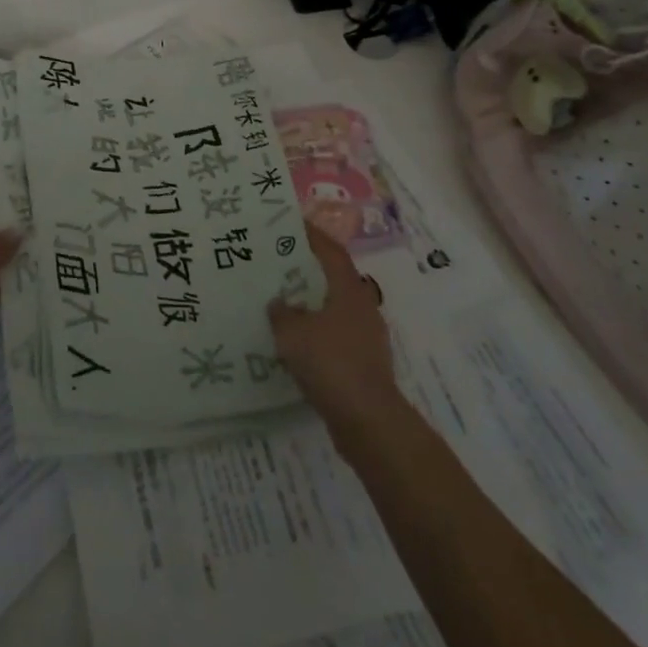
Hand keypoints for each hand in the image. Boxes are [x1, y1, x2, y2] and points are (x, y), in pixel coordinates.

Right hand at [269, 224, 398, 432]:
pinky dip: (317, 333)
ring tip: (283, 303)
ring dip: (312, 304)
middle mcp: (362, 307)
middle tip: (280, 263)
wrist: (368, 422)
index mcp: (349, 290)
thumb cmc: (331, 364)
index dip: (312, 235)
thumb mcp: (293, 333)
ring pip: (335, 309)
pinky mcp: (364, 364)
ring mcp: (367, 337)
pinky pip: (336, 337)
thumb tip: (278, 302)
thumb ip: (281, 313)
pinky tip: (296, 343)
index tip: (291, 224)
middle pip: (334, 278)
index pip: (331, 251)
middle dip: (309, 269)